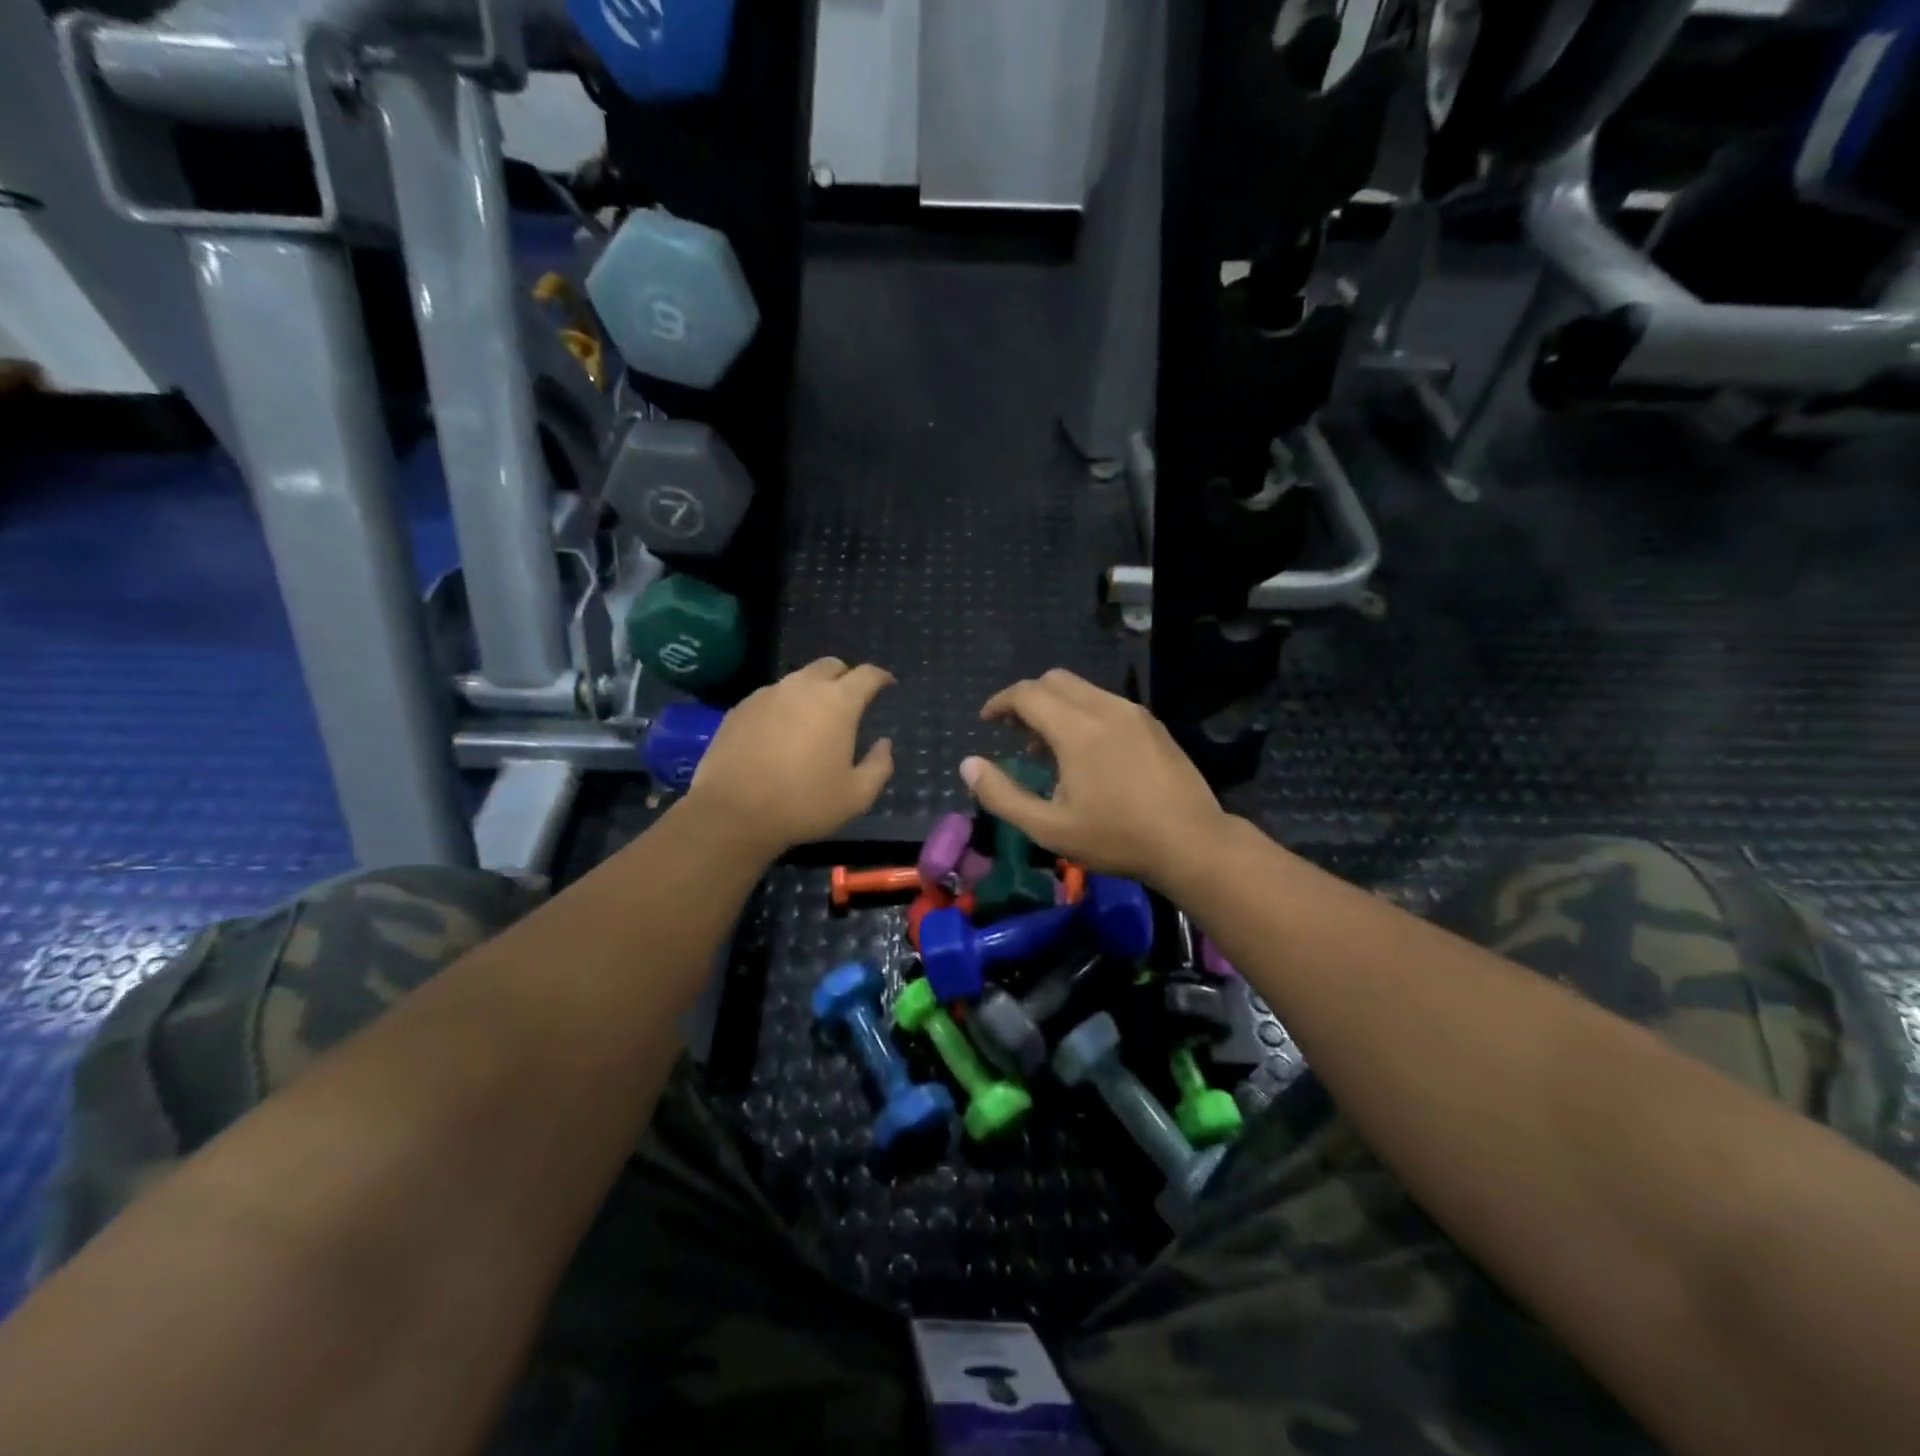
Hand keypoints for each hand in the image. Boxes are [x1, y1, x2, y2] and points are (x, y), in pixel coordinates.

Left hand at [685, 659, 894, 855]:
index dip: (881, 677)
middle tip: (850, 700)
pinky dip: (784, 706)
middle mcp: (802, 687)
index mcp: (838, 703)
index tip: (887, 684)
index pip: (866, 675)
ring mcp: (767, 694)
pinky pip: (771, 697)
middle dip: (845, 677)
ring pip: (798, 680)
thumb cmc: (803, 804)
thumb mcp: (856, 796)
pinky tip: (781, 733)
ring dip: (812, 691)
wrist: (733, 813)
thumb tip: (883, 744)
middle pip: (830, 666)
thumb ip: (879, 766)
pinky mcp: (740, 708)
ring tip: (813, 719)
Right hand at [960, 670, 1228, 886]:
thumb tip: (968, 765)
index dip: (1000, 703)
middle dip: (1027, 700)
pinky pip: (1105, 702)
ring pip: (1082, 689)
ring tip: (1048, 749)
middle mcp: (1105, 707)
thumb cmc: (1116, 838)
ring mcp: (1133, 713)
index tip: (987, 722)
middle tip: (1015, 734)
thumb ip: (1002, 795)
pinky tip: (1086, 753)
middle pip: (1054, 681)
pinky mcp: (1152, 724)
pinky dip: (1082, 713)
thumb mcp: (1049, 828)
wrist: (1192, 842)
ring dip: (1055, 707)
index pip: (1027, 694)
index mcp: (1077, 729)